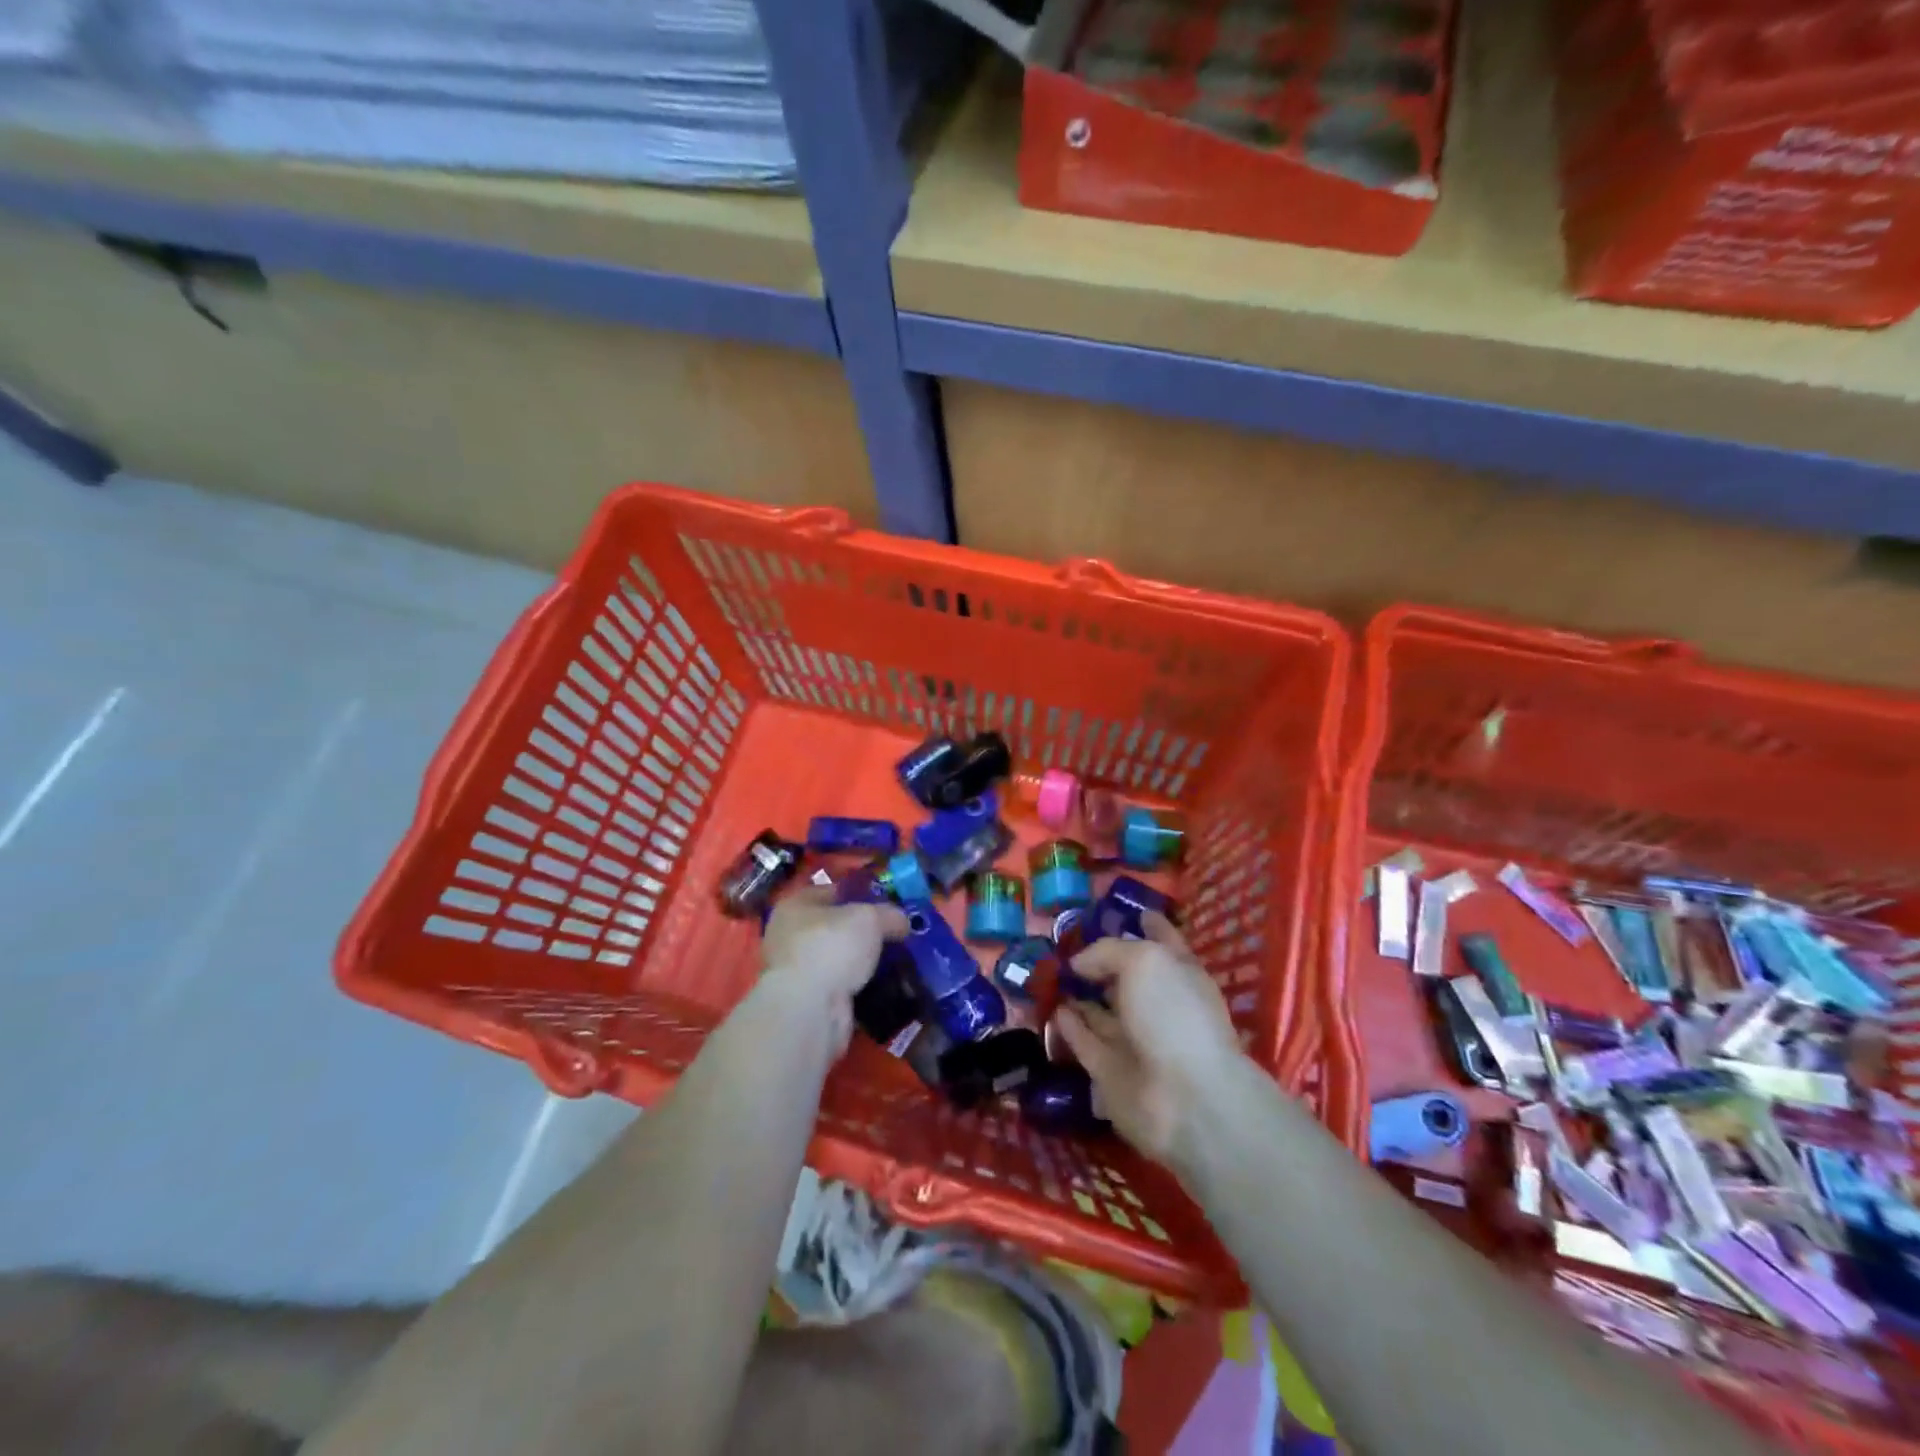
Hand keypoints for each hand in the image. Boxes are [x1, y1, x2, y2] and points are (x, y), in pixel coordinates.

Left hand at [760, 887, 908, 1052]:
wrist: (809, 1009)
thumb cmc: (831, 947)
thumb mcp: (869, 918)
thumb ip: (889, 914)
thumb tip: (902, 922)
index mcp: (796, 906)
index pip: (832, 892)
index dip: (861, 895)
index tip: (887, 905)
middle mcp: (791, 936)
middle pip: (837, 927)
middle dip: (866, 933)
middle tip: (896, 935)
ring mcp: (798, 971)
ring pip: (841, 959)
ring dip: (865, 963)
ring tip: (899, 962)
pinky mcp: (809, 1001)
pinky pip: (843, 986)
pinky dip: (862, 987)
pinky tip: (887, 986)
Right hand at [1054, 914, 1244, 1168]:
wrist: (1185, 1098)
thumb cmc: (1174, 1014)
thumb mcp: (1144, 961)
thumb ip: (1108, 951)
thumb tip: (1079, 963)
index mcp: (1179, 974)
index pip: (1163, 941)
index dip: (1149, 925)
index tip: (1131, 912)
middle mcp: (1159, 1005)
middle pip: (1126, 978)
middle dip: (1100, 962)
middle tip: (1064, 944)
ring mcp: (1136, 1040)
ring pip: (1102, 1012)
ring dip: (1079, 995)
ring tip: (1048, 975)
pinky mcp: (1111, 1071)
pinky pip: (1085, 1042)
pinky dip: (1069, 1026)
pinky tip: (1052, 1010)